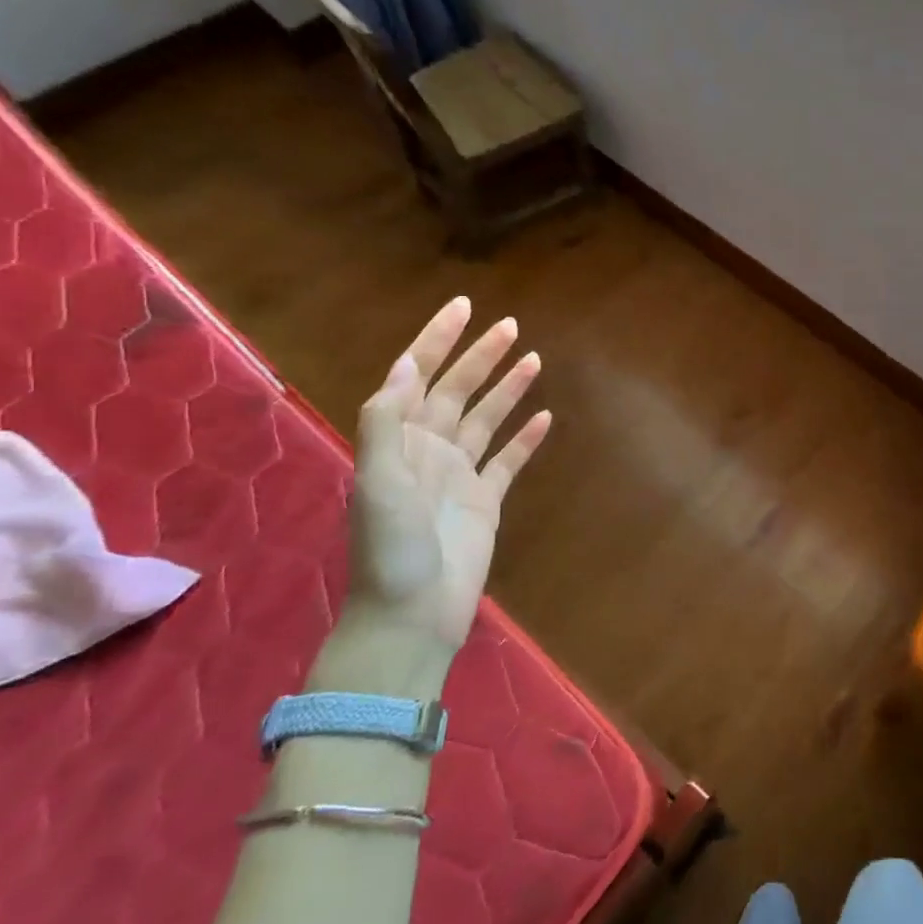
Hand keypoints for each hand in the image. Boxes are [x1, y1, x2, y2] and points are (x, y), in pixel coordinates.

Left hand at [347, 298, 551, 654]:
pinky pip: (509, 460)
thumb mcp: (377, 482)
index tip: (464, 308)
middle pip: (458, 391)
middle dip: (481, 356)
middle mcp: (429, 450)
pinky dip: (526, 438)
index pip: (418, 376)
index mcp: (399, 441)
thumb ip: (386, 423)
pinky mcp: (486, 500)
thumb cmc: (391, 549)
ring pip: (487, 419)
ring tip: (533, 359)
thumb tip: (407, 366)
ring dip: (507, 389)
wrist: (412, 615)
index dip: (438, 340)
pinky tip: (545, 417)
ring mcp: (459, 475)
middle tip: (510, 325)